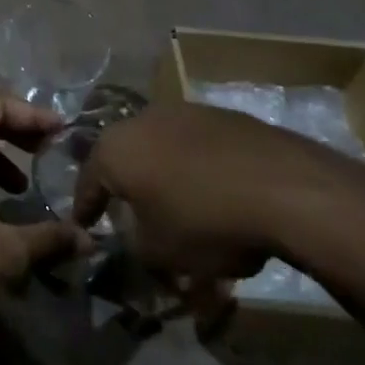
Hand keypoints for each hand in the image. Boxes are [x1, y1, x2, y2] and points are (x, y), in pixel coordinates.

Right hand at [72, 103, 364, 304]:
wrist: (281, 186)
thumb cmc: (204, 220)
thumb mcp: (160, 252)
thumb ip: (134, 246)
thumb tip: (134, 238)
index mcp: (114, 149)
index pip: (87, 181)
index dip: (85, 208)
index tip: (83, 226)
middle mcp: (140, 120)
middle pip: (125, 159)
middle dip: (127, 188)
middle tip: (131, 215)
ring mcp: (182, 112)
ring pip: (162, 150)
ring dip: (164, 178)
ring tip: (180, 209)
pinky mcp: (220, 116)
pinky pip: (196, 147)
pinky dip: (196, 170)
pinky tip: (215, 195)